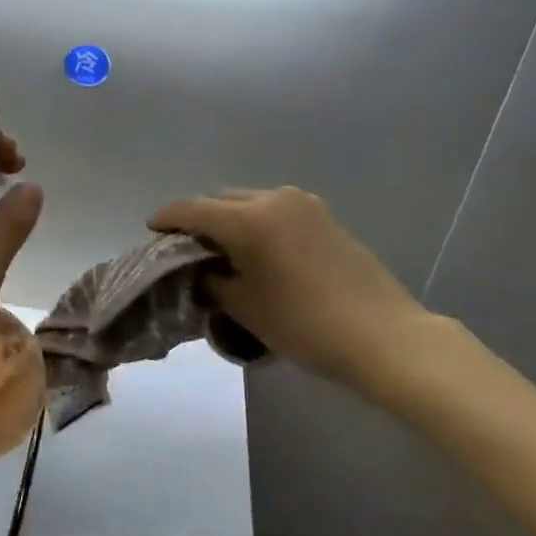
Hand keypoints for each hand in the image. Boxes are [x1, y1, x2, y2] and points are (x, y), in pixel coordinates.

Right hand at [149, 188, 430, 386]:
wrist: (384, 336)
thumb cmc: (305, 324)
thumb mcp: (245, 307)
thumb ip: (213, 280)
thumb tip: (203, 270)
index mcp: (249, 219)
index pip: (192, 209)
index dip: (166, 219)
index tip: (151, 229)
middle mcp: (274, 199)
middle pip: (220, 199)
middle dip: (199, 218)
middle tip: (186, 245)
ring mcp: (304, 204)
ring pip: (249, 202)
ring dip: (230, 219)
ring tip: (222, 249)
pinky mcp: (325, 217)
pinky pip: (276, 211)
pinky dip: (257, 223)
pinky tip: (258, 251)